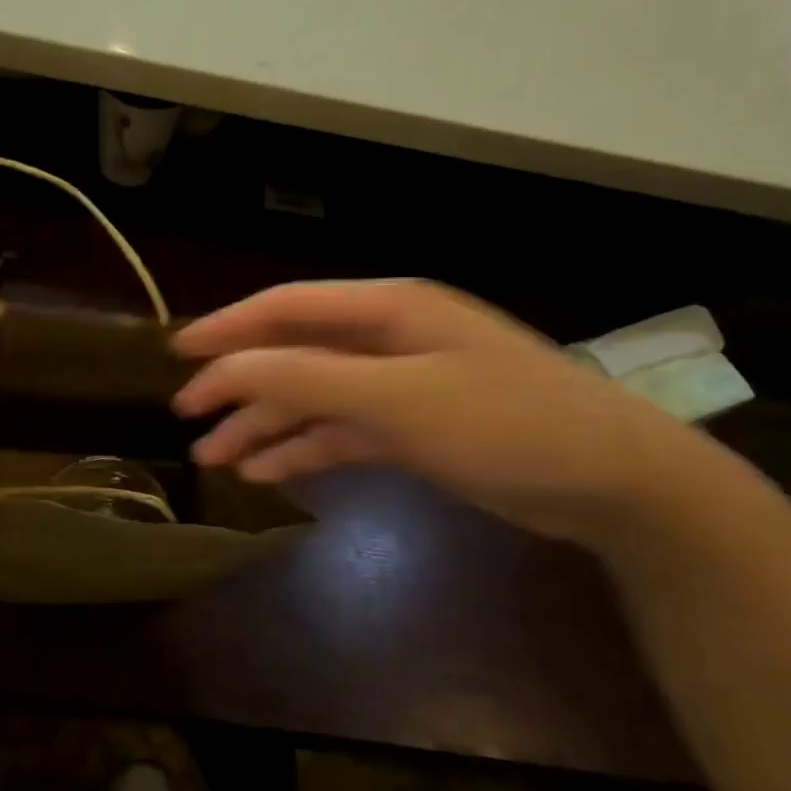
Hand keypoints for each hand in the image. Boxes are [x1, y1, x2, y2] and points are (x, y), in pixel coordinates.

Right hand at [172, 280, 727, 546]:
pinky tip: (266, 472)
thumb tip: (225, 368)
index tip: (177, 354)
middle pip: (293, 354)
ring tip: (213, 457)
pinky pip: (340, 433)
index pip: (286, 308)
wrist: (613, 482)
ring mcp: (400, 386)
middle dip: (239, 384)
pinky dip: (303, 449)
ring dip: (263, 424)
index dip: (227, 328)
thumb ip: (307, 377)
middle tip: (187, 415)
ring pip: (312, 399)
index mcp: (385, 310)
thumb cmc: (505, 423)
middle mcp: (386, 340)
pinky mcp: (412, 429)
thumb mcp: (398, 398)